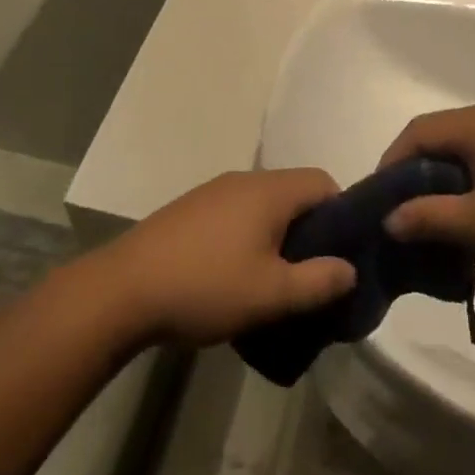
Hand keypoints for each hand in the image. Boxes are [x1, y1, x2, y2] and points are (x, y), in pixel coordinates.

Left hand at [92, 170, 356, 345]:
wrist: (124, 289)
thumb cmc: (206, 286)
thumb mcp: (271, 294)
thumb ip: (318, 281)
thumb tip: (350, 268)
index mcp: (269, 190)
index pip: (323, 182)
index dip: (341, 214)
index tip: (341, 254)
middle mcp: (243, 180)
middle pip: (293, 193)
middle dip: (310, 230)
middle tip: (311, 274)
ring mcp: (213, 192)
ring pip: (263, 205)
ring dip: (278, 236)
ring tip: (275, 281)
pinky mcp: (191, 210)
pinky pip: (236, 214)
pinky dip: (249, 236)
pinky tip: (236, 275)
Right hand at [379, 103, 474, 274]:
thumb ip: (431, 218)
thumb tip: (389, 220)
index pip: (417, 132)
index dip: (392, 163)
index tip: (381, 200)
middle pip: (440, 135)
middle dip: (417, 172)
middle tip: (406, 211)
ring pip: (466, 146)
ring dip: (447, 177)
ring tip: (441, 217)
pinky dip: (473, 177)